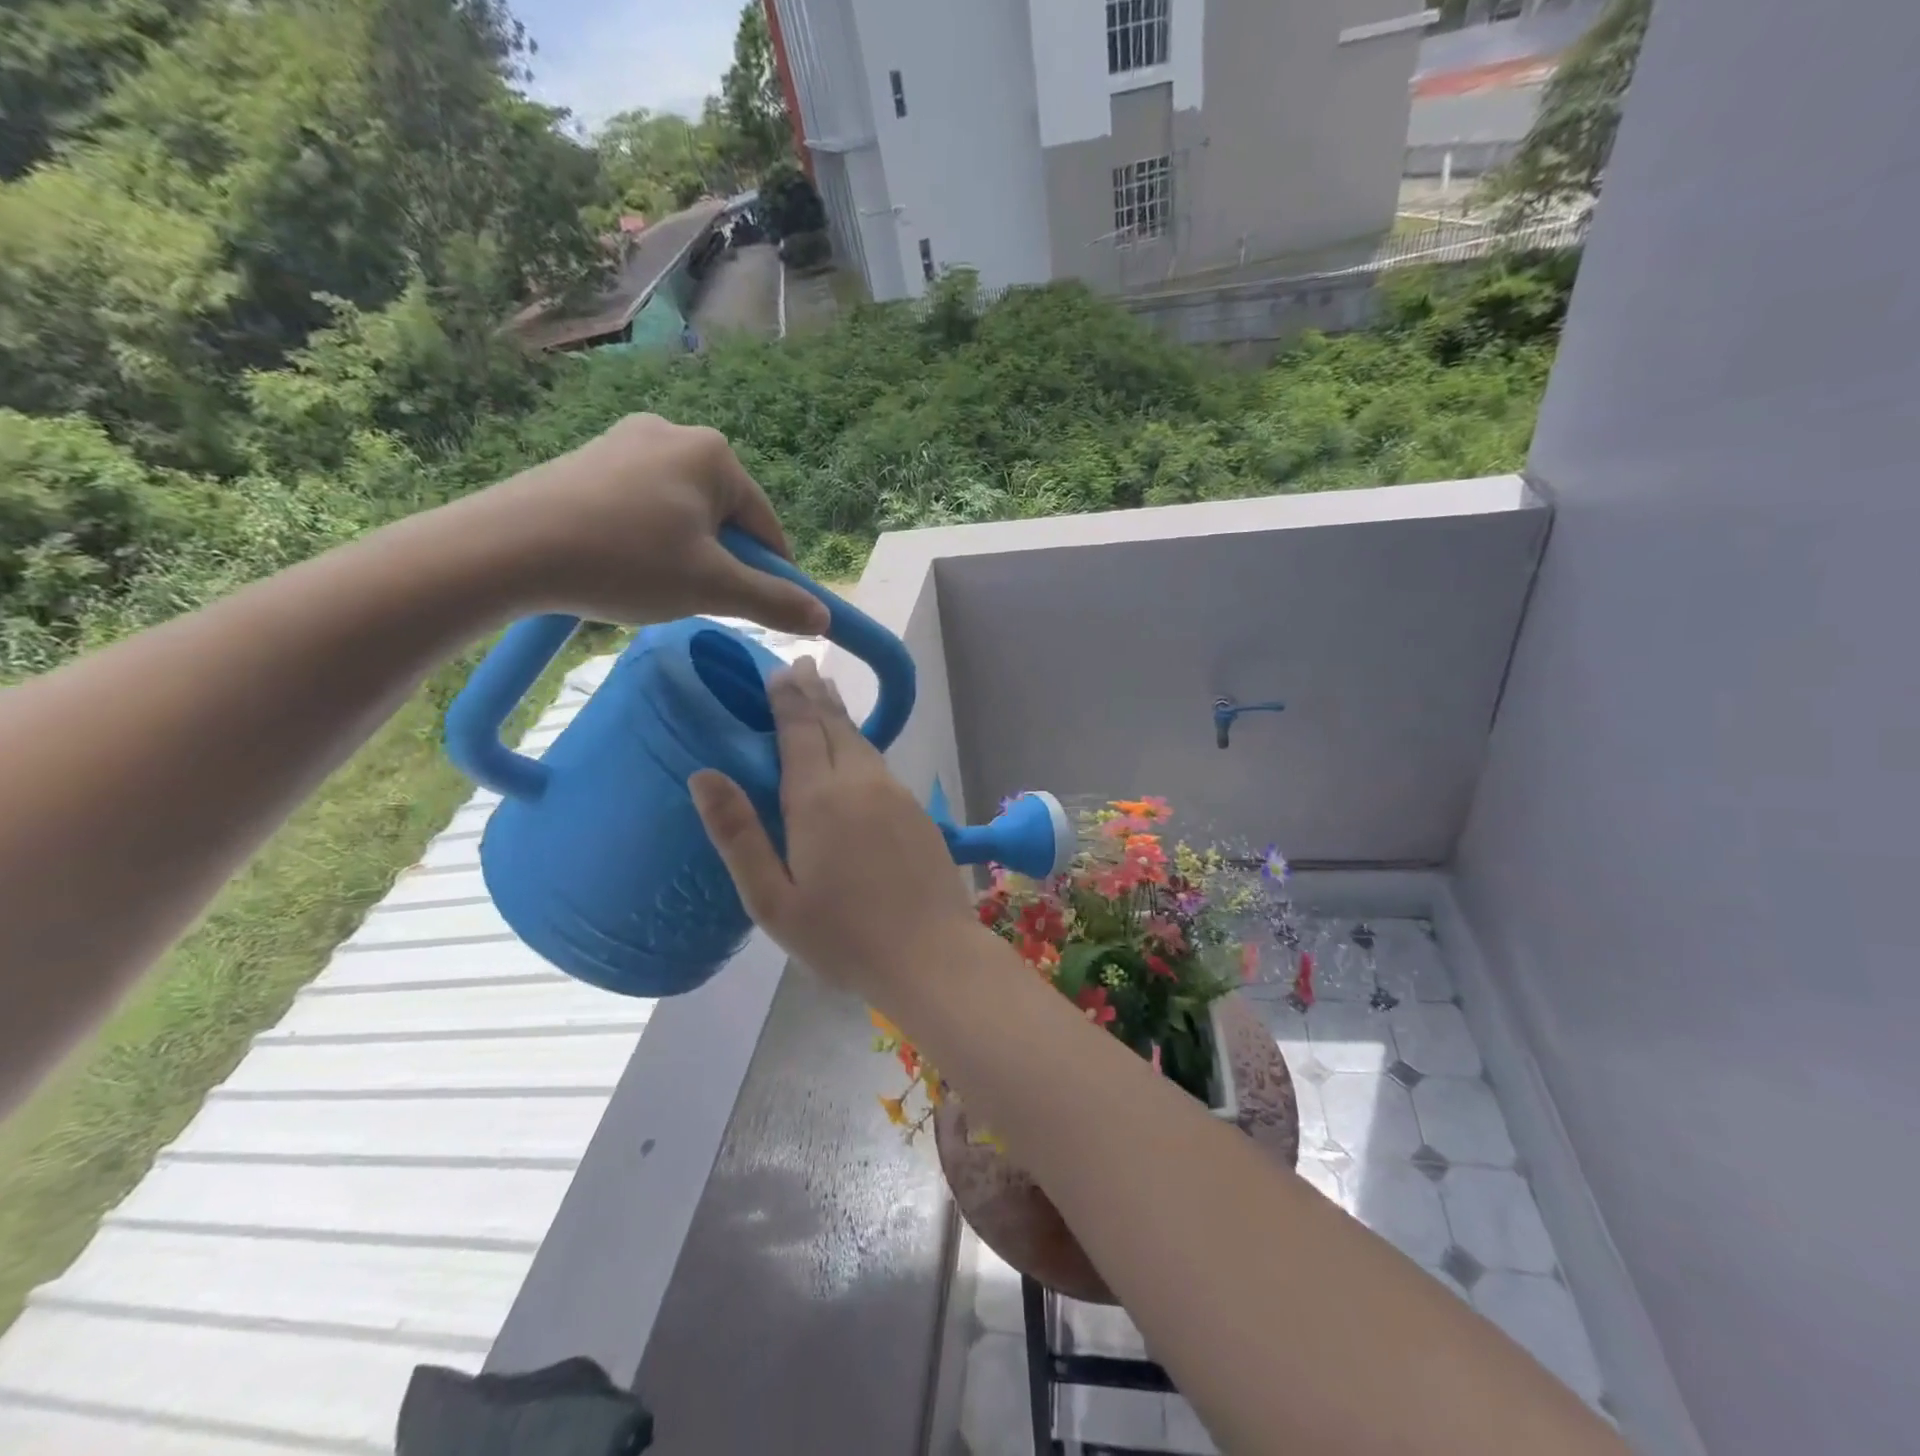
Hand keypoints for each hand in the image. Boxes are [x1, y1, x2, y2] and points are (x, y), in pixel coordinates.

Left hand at [453, 413, 828, 635]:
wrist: (506, 548)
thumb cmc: (626, 561)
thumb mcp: (712, 587)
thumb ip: (774, 601)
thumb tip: (824, 616)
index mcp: (714, 455)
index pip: (767, 526)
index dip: (771, 574)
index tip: (760, 611)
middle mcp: (674, 433)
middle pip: (725, 517)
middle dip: (722, 561)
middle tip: (696, 599)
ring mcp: (627, 441)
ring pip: (685, 513)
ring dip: (686, 553)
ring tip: (654, 586)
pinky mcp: (591, 459)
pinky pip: (645, 506)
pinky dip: (648, 539)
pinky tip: (624, 564)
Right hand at [688, 657, 977, 1004]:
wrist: (932, 956)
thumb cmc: (842, 937)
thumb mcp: (772, 899)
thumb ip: (738, 834)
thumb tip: (702, 774)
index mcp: (819, 798)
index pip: (800, 730)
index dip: (787, 697)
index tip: (778, 668)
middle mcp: (861, 783)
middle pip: (835, 726)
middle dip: (815, 694)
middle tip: (801, 666)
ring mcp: (896, 795)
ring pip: (862, 742)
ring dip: (840, 716)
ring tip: (825, 694)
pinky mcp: (919, 813)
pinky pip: (881, 765)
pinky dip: (861, 745)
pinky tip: (857, 752)